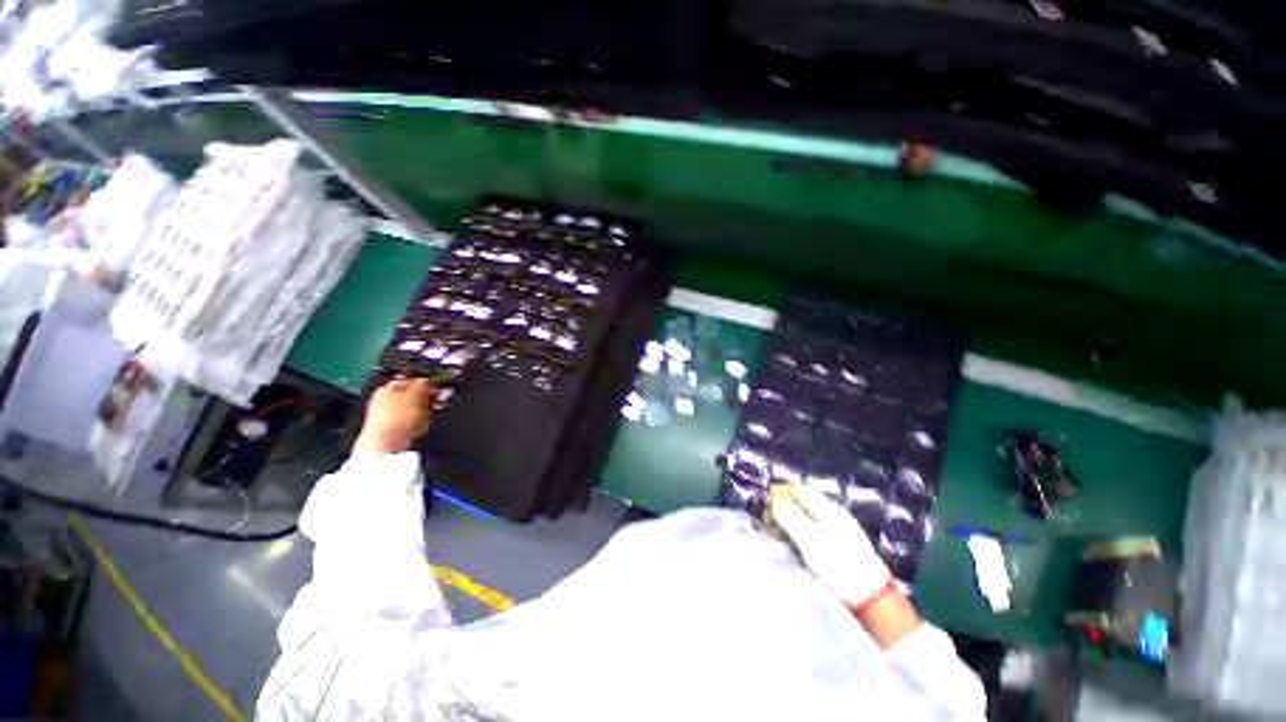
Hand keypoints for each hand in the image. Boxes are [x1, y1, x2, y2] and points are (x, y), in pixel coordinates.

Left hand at [353, 378, 436, 455]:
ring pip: (412, 410)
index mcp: (386, 389)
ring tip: (428, 416)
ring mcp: (387, 417)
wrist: (386, 444)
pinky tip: (421, 427)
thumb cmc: (399, 415)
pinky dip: (418, 424)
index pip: (409, 381)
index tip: (437, 388)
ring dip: (423, 412)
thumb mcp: (415, 395)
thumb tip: (426, 381)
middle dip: (425, 399)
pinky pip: (410, 423)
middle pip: (410, 396)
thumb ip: (422, 385)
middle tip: (435, 402)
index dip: (424, 383)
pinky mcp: (392, 430)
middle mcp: (383, 401)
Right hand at [770, 486, 893, 608]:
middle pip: (804, 501)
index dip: (780, 494)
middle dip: (785, 508)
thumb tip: (775, 503)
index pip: (798, 489)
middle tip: (771, 523)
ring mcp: (843, 526)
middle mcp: (835, 511)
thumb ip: (788, 515)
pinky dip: (804, 531)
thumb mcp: (807, 538)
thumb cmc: (836, 563)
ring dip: (794, 520)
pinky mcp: (847, 543)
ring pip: (811, 515)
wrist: (872, 595)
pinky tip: (801, 545)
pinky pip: (818, 527)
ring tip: (782, 535)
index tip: (766, 509)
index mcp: (826, 506)